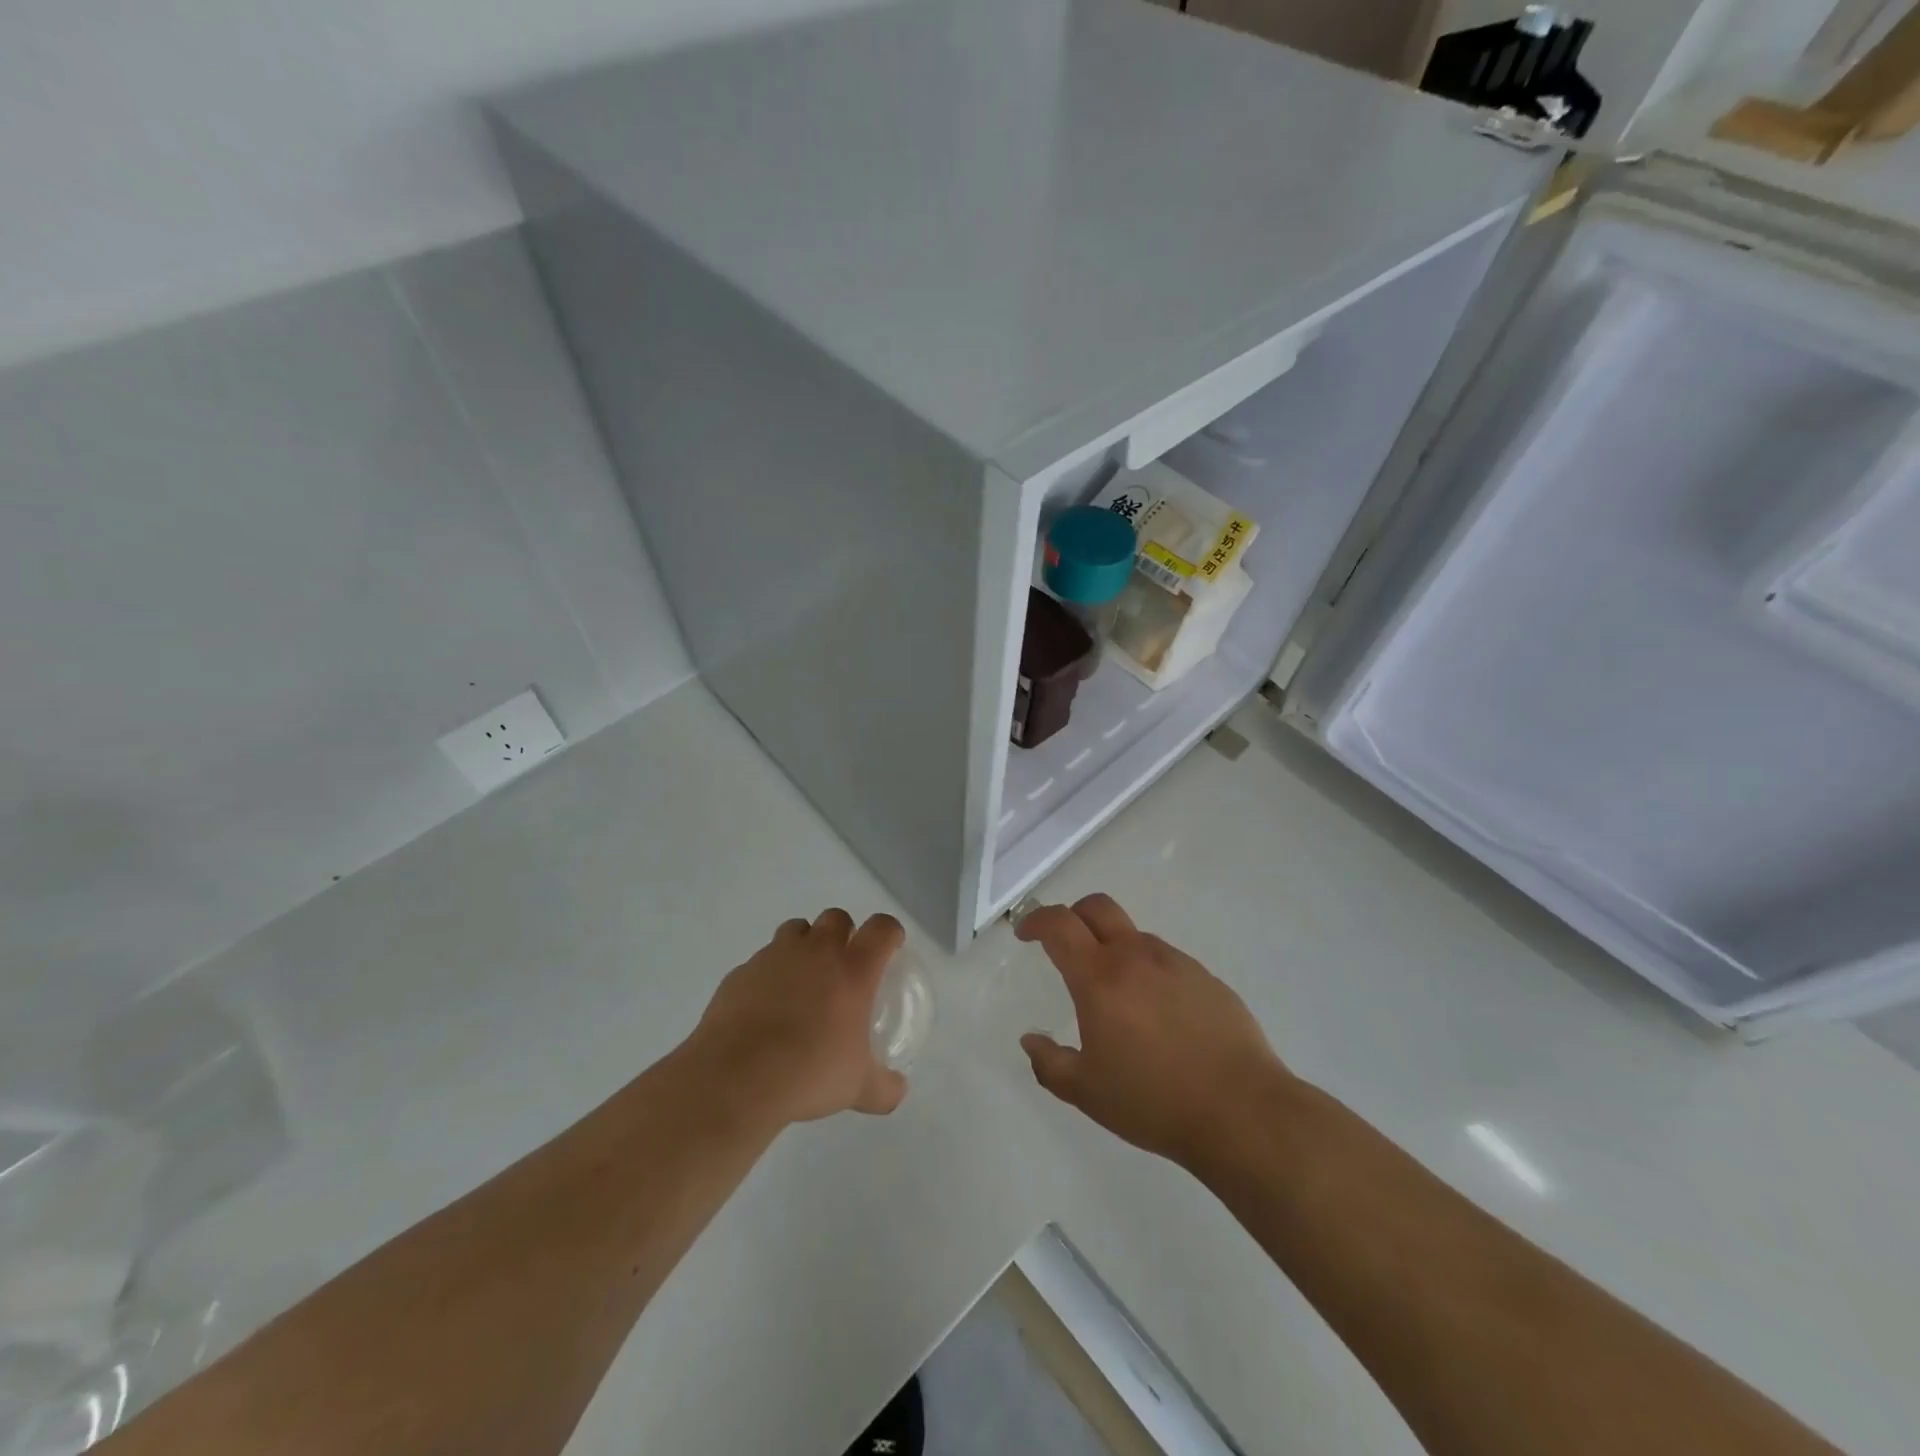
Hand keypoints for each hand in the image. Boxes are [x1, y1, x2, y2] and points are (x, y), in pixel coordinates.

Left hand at [689, 909, 908, 1124]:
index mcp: (853, 969)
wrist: (736, 1078)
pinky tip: (766, 1006)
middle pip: (836, 917)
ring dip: (805, 944)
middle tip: (843, 965)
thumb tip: (898, 1091)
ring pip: (795, 929)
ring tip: (802, 980)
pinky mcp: (741, 972)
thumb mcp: (857, 1088)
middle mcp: (816, 951)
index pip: (881, 928)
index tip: (890, 947)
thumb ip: (883, 1088)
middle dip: (843, 932)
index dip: (890, 932)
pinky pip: (761, 960)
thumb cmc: (809, 1073)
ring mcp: (774, 957)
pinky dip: (769, 973)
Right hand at [1017, 894, 1288, 1168]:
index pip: (1059, 925)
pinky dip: (1149, 972)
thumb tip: (1030, 1040)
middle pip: (1098, 907)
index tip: (1025, 933)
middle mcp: (1136, 957)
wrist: (1242, 1111)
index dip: (1036, 920)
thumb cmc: (1154, 1101)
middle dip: (1073, 915)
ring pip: (1134, 936)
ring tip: (1117, 997)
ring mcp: (1176, 963)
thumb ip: (1050, 1063)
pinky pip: (1166, 961)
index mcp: (1100, 978)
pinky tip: (1159, 1016)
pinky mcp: (1207, 978)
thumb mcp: (1087, 1092)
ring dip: (1114, 949)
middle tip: (1064, 944)